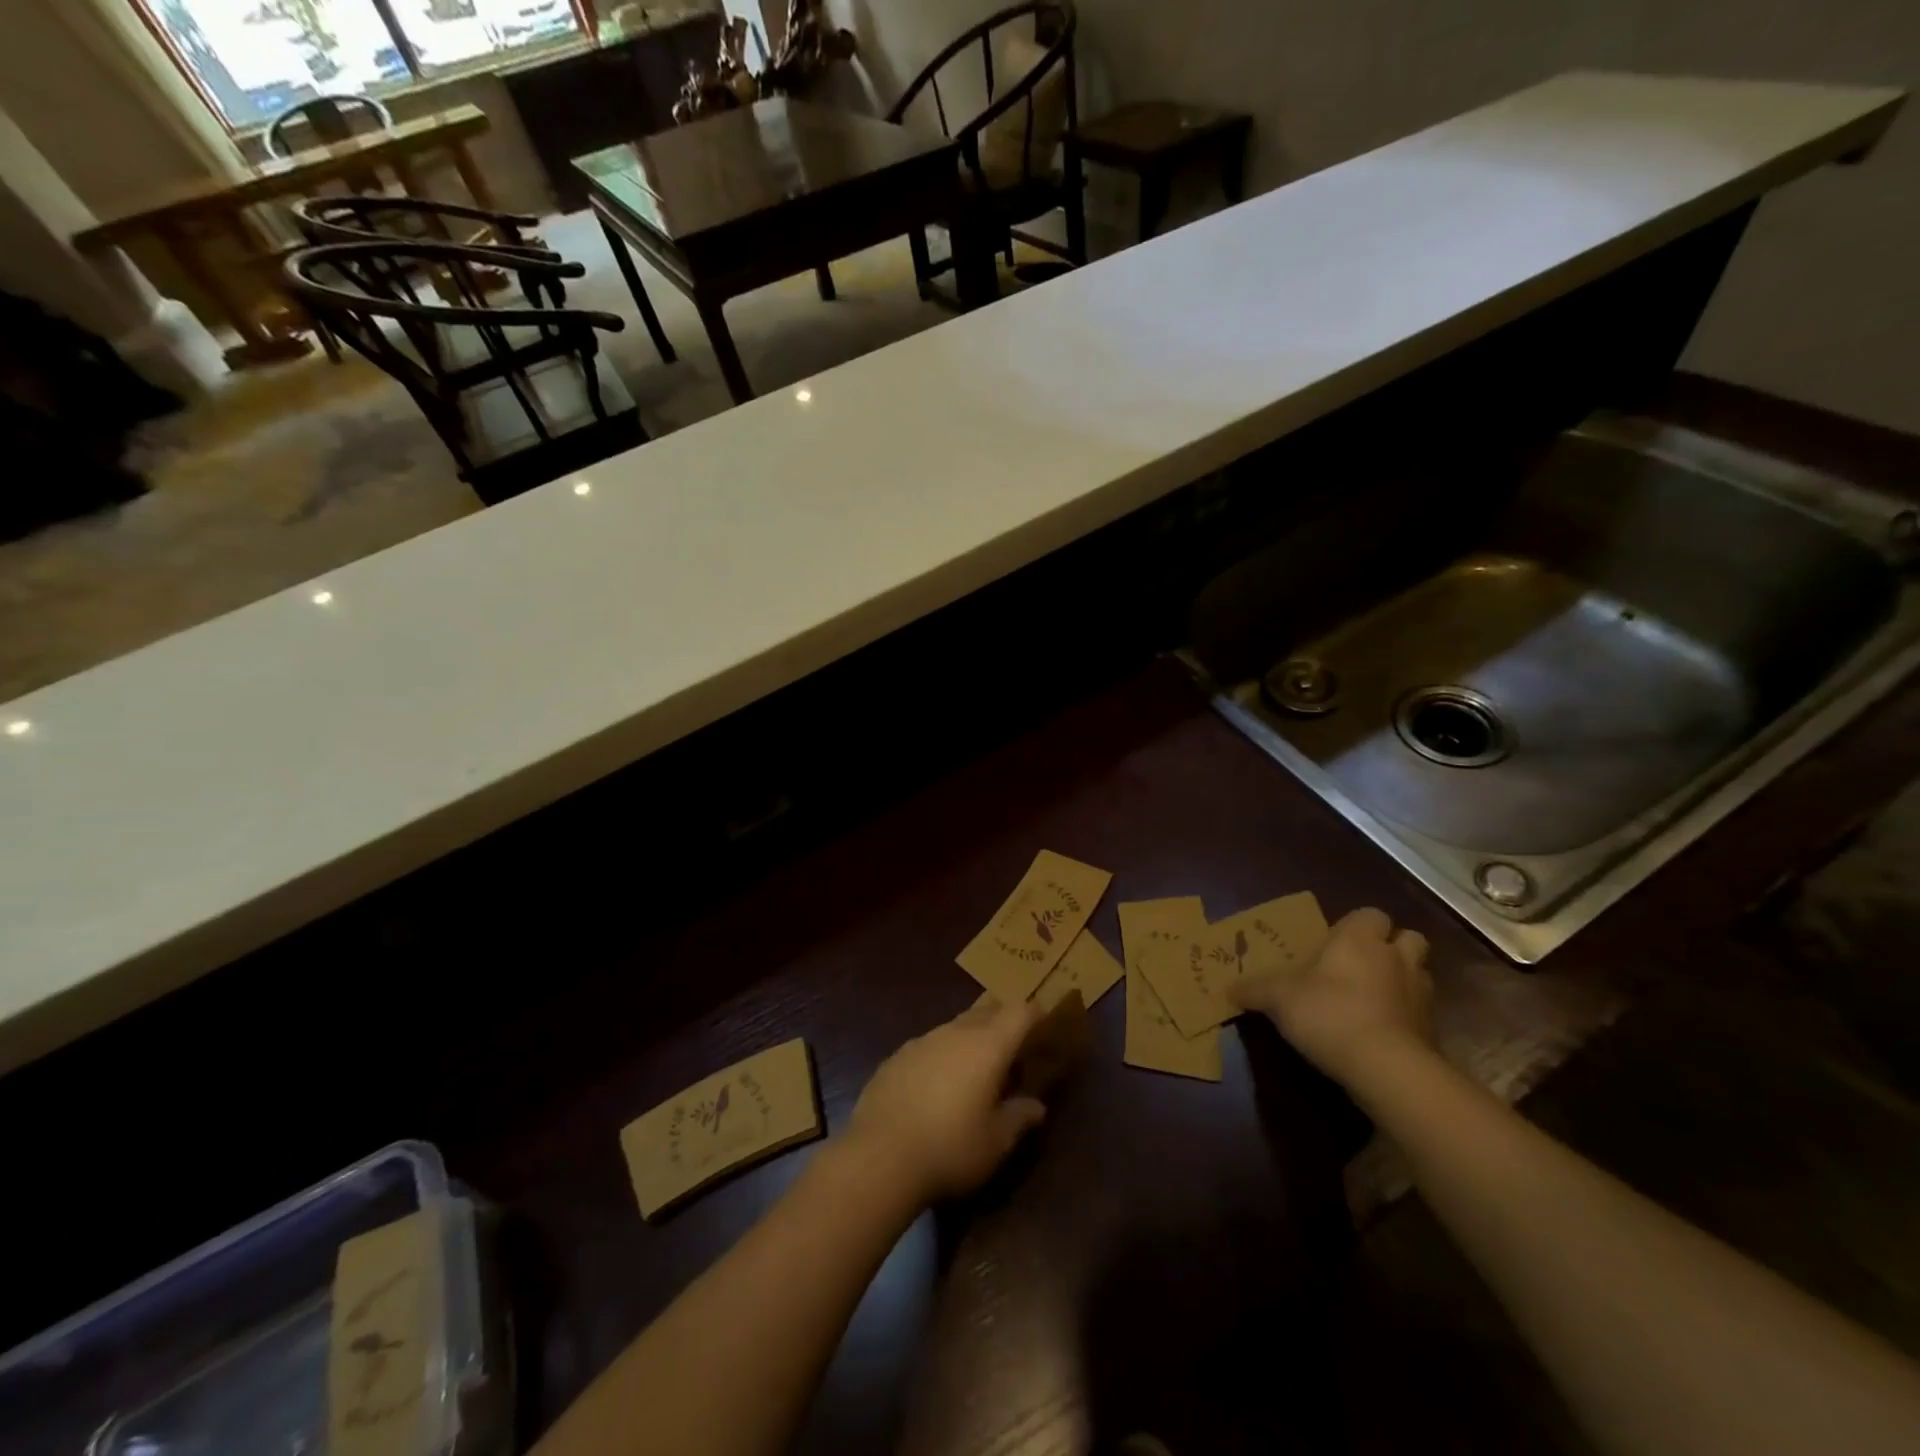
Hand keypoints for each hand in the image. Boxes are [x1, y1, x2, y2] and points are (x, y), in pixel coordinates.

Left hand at [847, 1000, 1048, 1206]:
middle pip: (987, 1009)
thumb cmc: (950, 1148)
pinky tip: (937, 1083)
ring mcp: (922, 1041)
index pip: (1020, 1012)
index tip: (1045, 1021)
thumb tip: (1036, 1106)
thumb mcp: (996, 1142)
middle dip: (1004, 1018)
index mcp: (988, 1046)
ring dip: (971, 1035)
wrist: (879, 1156)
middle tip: (1015, 1041)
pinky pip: (929, 1045)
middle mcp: (955, 1032)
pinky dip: (942, 1054)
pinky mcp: (896, 1056)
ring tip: (976, 1064)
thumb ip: (1019, 1118)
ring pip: (955, 1025)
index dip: (1035, 1013)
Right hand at [1228, 906, 1433, 1086]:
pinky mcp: (1432, 1031)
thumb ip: (1254, 990)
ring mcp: (1420, 995)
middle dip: (1392, 948)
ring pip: (1419, 974)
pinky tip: (1382, 1032)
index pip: (1371, 915)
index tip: (1337, 943)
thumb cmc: (1329, 1012)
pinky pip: (1420, 1013)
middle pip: (1409, 939)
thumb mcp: (1278, 998)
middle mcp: (1395, 958)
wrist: (1386, 1067)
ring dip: (1402, 981)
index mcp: (1360, 939)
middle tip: (1363, 965)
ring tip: (1374, 998)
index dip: (1357, 926)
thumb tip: (1228, 989)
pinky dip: (1406, 1018)